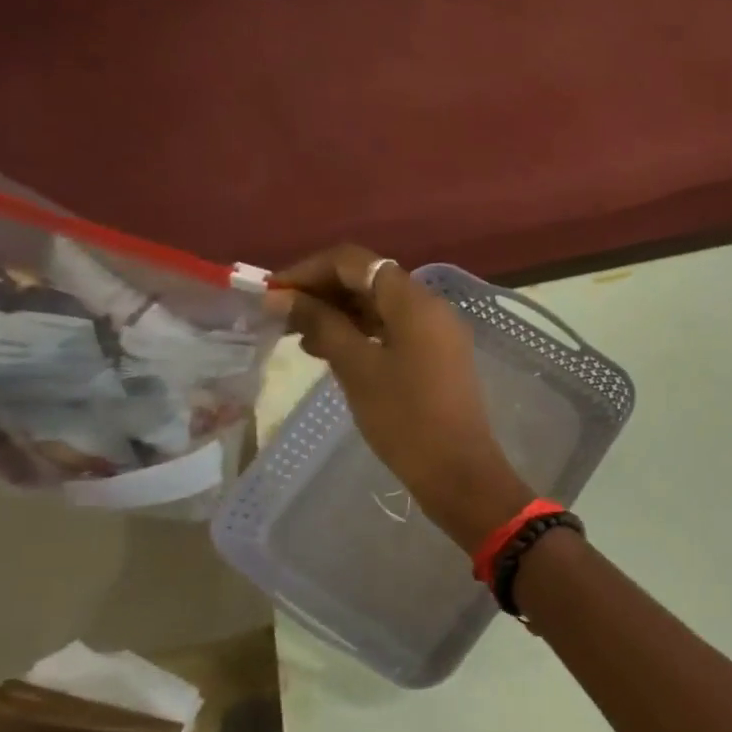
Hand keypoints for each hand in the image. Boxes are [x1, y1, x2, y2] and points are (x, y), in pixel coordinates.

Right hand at [272, 246, 532, 549]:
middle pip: (371, 280)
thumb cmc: (404, 419)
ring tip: (300, 339)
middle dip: (324, 292)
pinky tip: (332, 354)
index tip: (274, 294)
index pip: (355, 261)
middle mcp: (433, 307)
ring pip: (383, 308)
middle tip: (282, 318)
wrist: (458, 470)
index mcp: (415, 301)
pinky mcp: (441, 357)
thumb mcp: (357, 368)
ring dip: (342, 315)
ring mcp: (440, 333)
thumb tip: (286, 298)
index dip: (310, 270)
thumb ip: (322, 324)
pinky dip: (364, 335)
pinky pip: (397, 331)